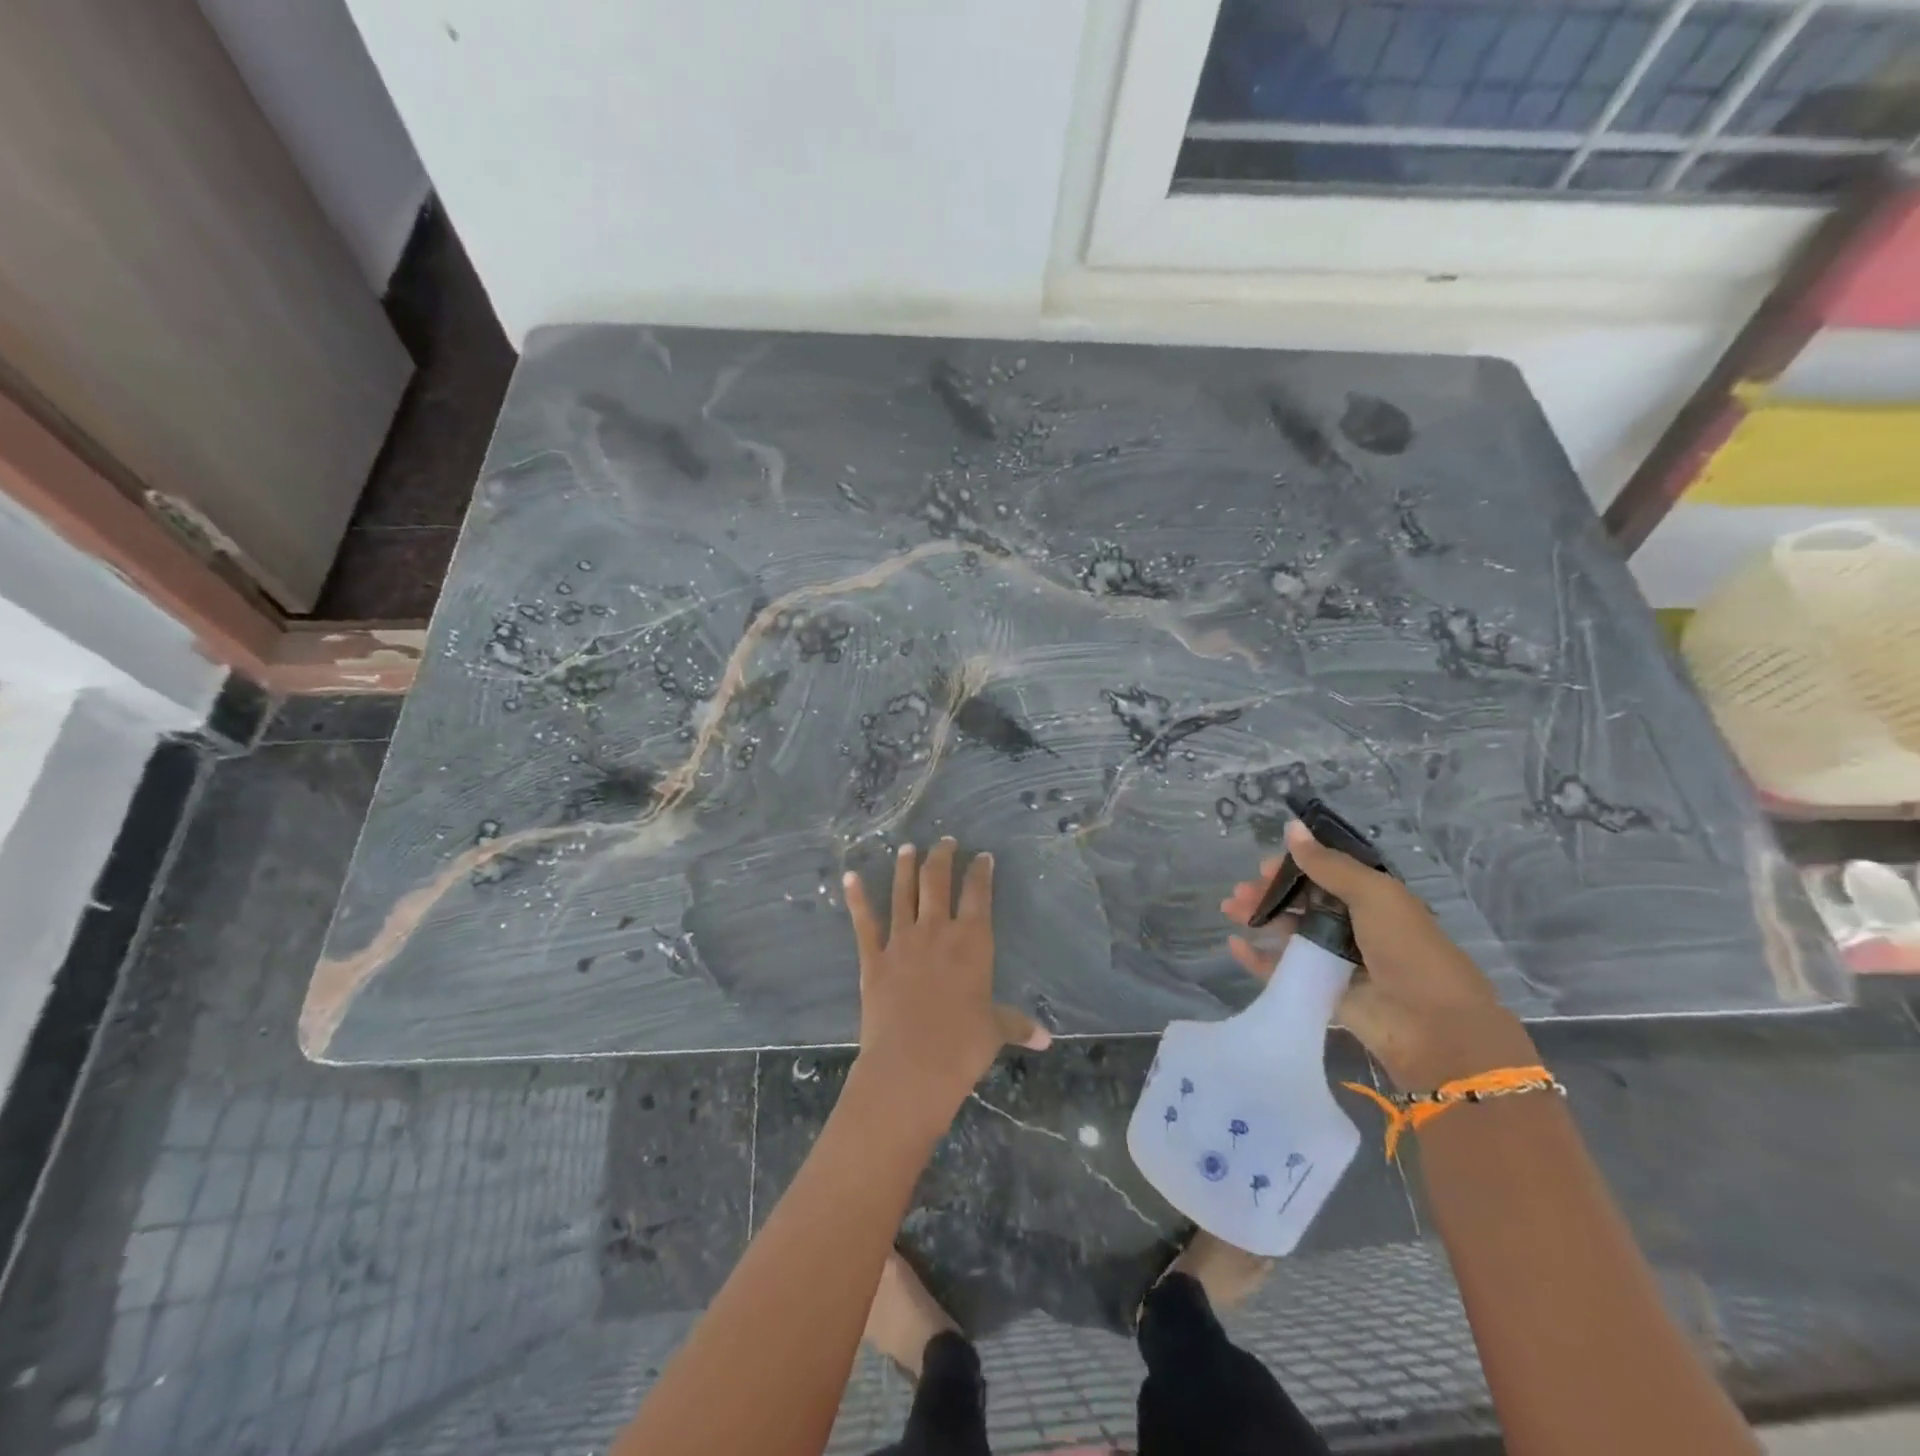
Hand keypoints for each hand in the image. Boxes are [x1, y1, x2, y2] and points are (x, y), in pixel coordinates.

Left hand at [843, 838, 1050, 1131]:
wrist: (910, 1066)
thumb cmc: (961, 1046)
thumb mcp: (994, 1032)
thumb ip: (1017, 1025)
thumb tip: (1046, 1039)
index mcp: (972, 942)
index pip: (978, 894)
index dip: (981, 872)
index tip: (982, 855)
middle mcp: (936, 931)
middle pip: (937, 882)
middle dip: (942, 857)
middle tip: (945, 840)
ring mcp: (902, 941)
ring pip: (903, 893)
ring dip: (905, 868)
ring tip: (907, 847)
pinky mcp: (873, 958)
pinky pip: (864, 922)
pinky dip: (856, 898)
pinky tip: (849, 877)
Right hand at [1222, 820, 1537, 1089]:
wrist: (1433, 1027)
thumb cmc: (1408, 949)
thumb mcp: (1373, 895)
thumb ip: (1328, 865)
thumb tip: (1291, 827)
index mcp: (1373, 900)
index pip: (1326, 875)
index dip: (1294, 868)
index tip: (1264, 867)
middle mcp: (1354, 927)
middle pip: (1302, 903)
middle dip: (1269, 893)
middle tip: (1239, 892)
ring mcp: (1336, 961)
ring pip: (1288, 933)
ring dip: (1259, 918)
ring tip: (1230, 911)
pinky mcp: (1321, 992)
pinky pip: (1282, 971)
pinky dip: (1257, 959)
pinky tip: (1235, 945)